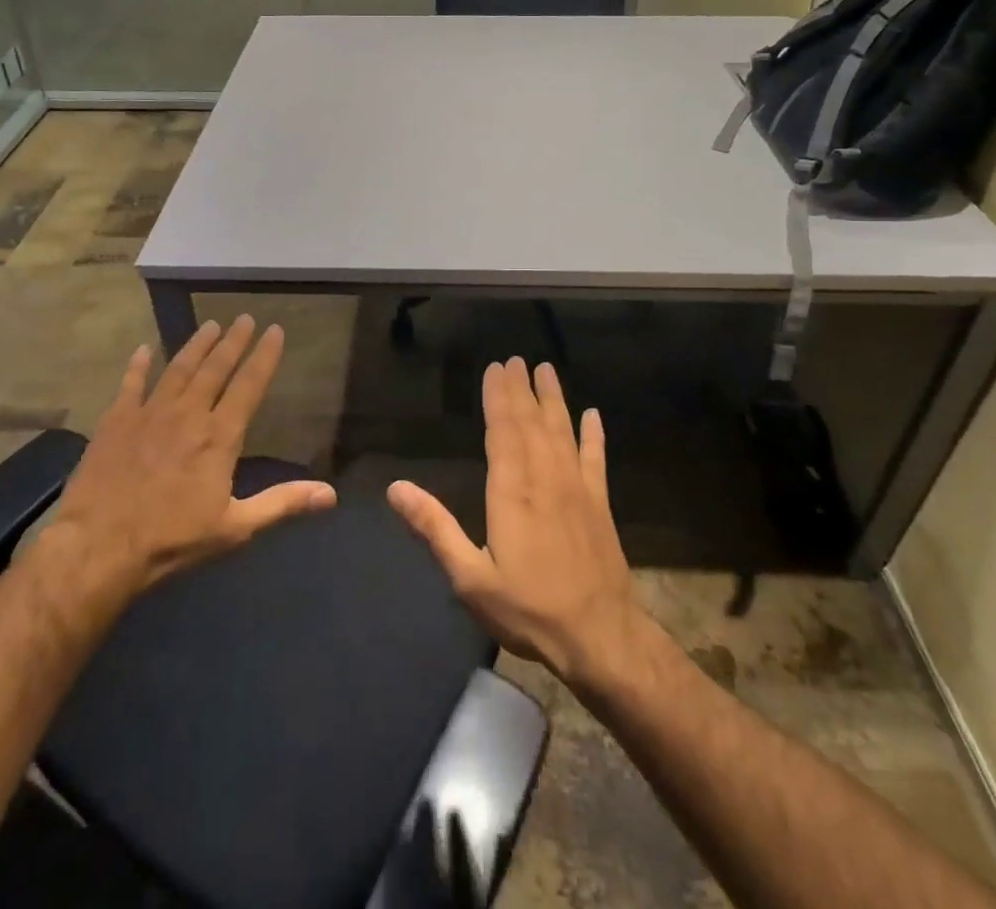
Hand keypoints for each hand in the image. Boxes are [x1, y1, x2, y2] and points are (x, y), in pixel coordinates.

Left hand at [43, 316, 336, 603]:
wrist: (98, 546)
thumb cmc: (171, 540)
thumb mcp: (234, 527)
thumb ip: (282, 504)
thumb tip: (331, 495)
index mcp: (219, 436)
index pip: (249, 386)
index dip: (264, 357)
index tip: (275, 330)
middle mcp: (188, 414)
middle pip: (215, 368)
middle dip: (233, 341)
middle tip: (244, 318)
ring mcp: (149, 413)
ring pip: (178, 368)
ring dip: (195, 346)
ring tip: (210, 326)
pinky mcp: (116, 421)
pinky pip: (130, 384)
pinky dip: (137, 366)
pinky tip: (142, 350)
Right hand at [387, 357, 648, 695]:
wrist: (600, 636)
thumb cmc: (528, 608)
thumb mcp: (470, 577)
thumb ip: (435, 528)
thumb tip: (396, 488)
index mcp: (511, 491)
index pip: (502, 431)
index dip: (498, 398)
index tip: (495, 368)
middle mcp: (544, 478)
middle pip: (531, 422)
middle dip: (521, 389)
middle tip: (516, 359)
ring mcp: (577, 488)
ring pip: (562, 431)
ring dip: (554, 399)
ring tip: (546, 370)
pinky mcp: (600, 503)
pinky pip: (595, 458)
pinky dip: (594, 435)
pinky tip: (593, 415)